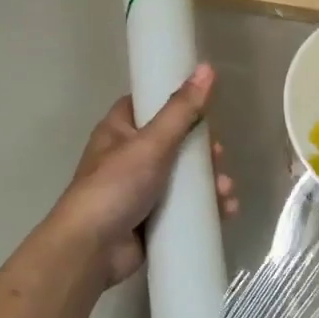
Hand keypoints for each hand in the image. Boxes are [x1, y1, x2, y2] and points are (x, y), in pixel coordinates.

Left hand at [52, 63, 238, 287]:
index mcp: (119, 131)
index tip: (205, 110)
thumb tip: (207, 68)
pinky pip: (184, 207)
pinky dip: (206, 208)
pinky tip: (227, 211)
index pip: (149, 105)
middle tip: (218, 158)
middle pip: (175, 143)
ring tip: (226, 193)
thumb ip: (181, 110)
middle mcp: (128, 157)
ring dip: (210, 183)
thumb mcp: (152, 143)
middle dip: (203, 152)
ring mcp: (140, 190)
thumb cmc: (116, 186)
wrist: (92, 249)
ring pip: (184, 177)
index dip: (178, 104)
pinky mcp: (151, 219)